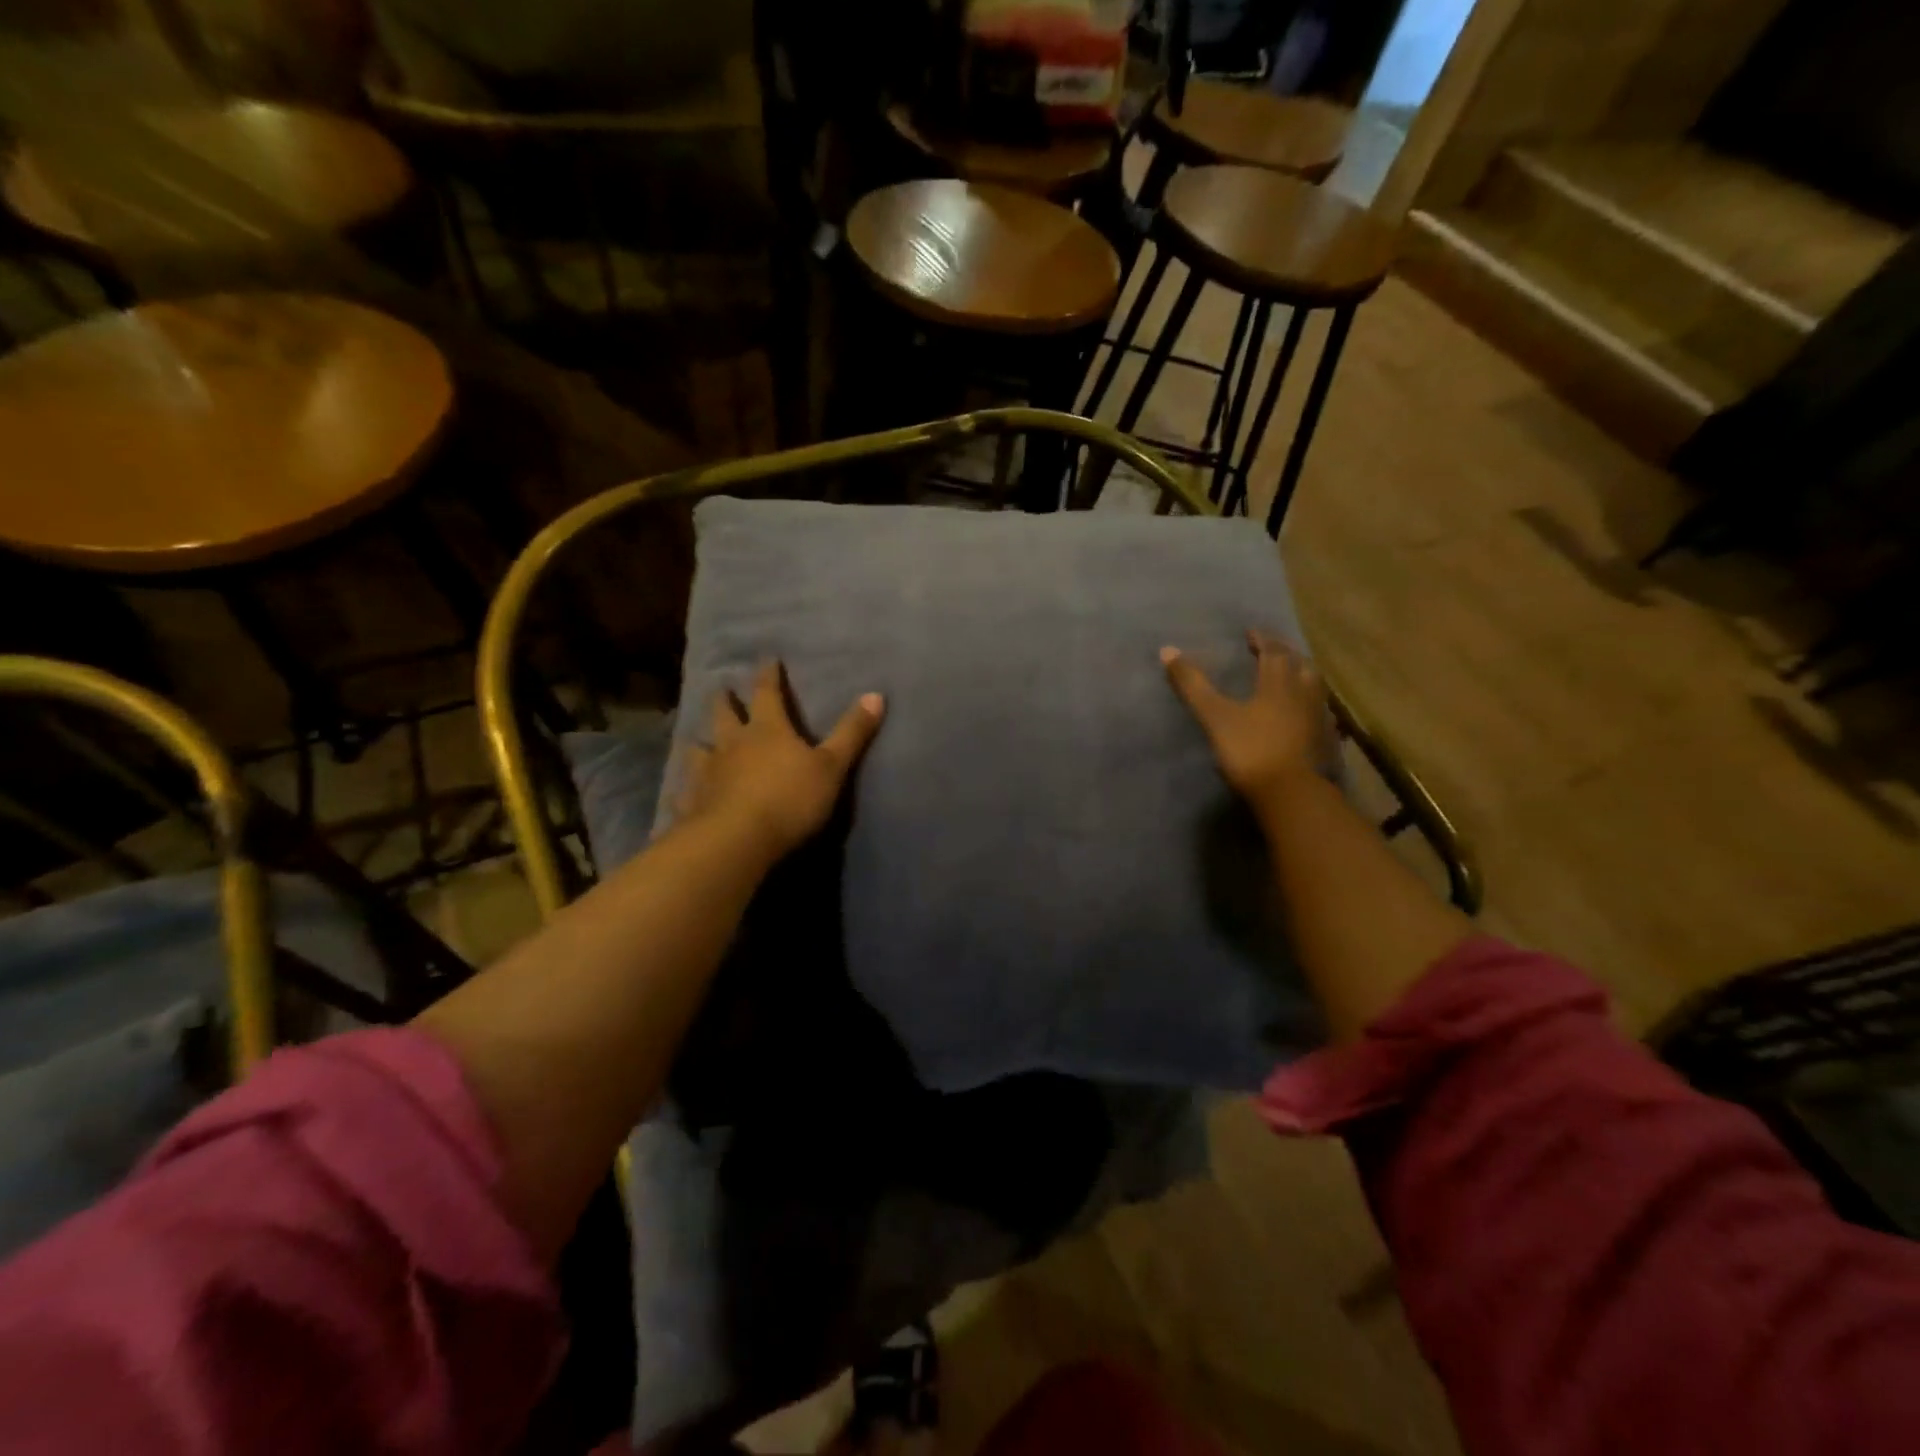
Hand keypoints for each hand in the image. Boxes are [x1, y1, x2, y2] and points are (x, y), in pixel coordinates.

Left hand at [679, 661, 884, 860]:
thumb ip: (852, 732)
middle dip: (726, 701)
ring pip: (699, 748)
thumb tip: (876, 694)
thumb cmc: (790, 799)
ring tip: (696, 739)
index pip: (768, 693)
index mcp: (768, 730)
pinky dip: (685, 787)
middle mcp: (733, 744)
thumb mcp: (832, 766)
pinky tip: (681, 791)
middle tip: (721, 689)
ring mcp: (708, 772)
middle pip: (726, 715)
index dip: (769, 676)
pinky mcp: (693, 802)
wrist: (737, 840)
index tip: (767, 659)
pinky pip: (686, 790)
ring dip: (700, 741)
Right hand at [1161, 631, 1331, 812]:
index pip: (1274, 652)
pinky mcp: (1324, 742)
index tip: (1252, 633)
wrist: (1290, 794)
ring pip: (1314, 687)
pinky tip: (1303, 713)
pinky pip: (1319, 712)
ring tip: (1292, 674)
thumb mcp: (1215, 716)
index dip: (1263, 640)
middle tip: (1274, 649)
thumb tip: (1167, 650)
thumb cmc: (1251, 750)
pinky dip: (1310, 703)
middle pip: (1300, 665)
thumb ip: (1193, 685)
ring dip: (1302, 675)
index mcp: (1279, 684)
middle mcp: (1303, 694)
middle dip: (1286, 654)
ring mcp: (1318, 719)